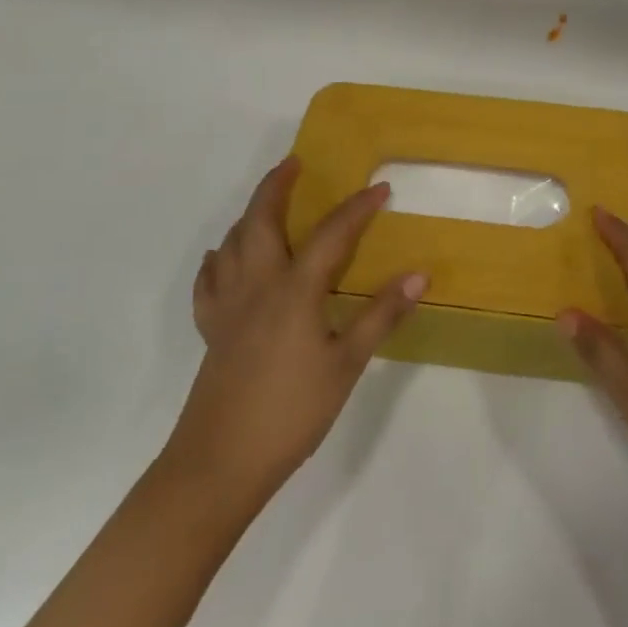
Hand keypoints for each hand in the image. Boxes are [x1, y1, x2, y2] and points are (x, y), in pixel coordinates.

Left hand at [161, 158, 425, 511]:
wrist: (219, 464)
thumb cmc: (291, 412)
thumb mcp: (346, 365)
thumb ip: (381, 316)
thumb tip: (418, 275)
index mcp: (295, 289)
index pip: (332, 234)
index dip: (358, 208)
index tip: (381, 188)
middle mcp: (257, 284)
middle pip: (261, 219)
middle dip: (277, 185)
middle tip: (294, 163)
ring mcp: (228, 306)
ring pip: (232, 242)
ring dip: (249, 215)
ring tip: (265, 205)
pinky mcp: (211, 329)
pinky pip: (209, 280)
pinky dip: (218, 259)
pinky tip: (223, 259)